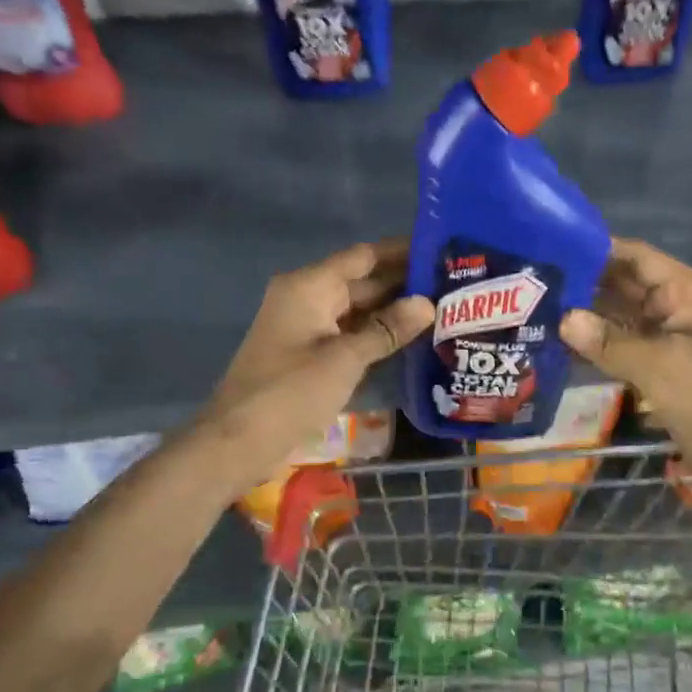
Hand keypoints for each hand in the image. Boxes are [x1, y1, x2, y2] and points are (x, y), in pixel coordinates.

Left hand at [198, 242, 433, 494]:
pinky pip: (349, 334)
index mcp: (309, 286)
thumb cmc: (291, 392)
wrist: (239, 441)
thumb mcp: (345, 359)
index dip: (401, 252)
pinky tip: (411, 340)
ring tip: (442, 310)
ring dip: (393, 312)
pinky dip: (376, 335)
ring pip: (357, 310)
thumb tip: (427, 303)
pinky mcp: (309, 354)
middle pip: (362, 281)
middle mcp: (307, 298)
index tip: (441, 250)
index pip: (363, 256)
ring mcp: (306, 327)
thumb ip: (387, 329)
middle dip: (403, 284)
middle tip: (452, 286)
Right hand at [560, 238, 691, 465]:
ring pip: (619, 314)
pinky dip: (596, 342)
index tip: (553, 249)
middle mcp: (675, 304)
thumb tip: (563, 320)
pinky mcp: (658, 361)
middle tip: (534, 282)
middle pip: (624, 283)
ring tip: (539, 309)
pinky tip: (560, 343)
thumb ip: (607, 341)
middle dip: (583, 283)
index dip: (597, 250)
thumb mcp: (657, 364)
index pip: (636, 256)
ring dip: (586, 315)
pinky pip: (621, 342)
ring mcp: (667, 334)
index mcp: (687, 290)